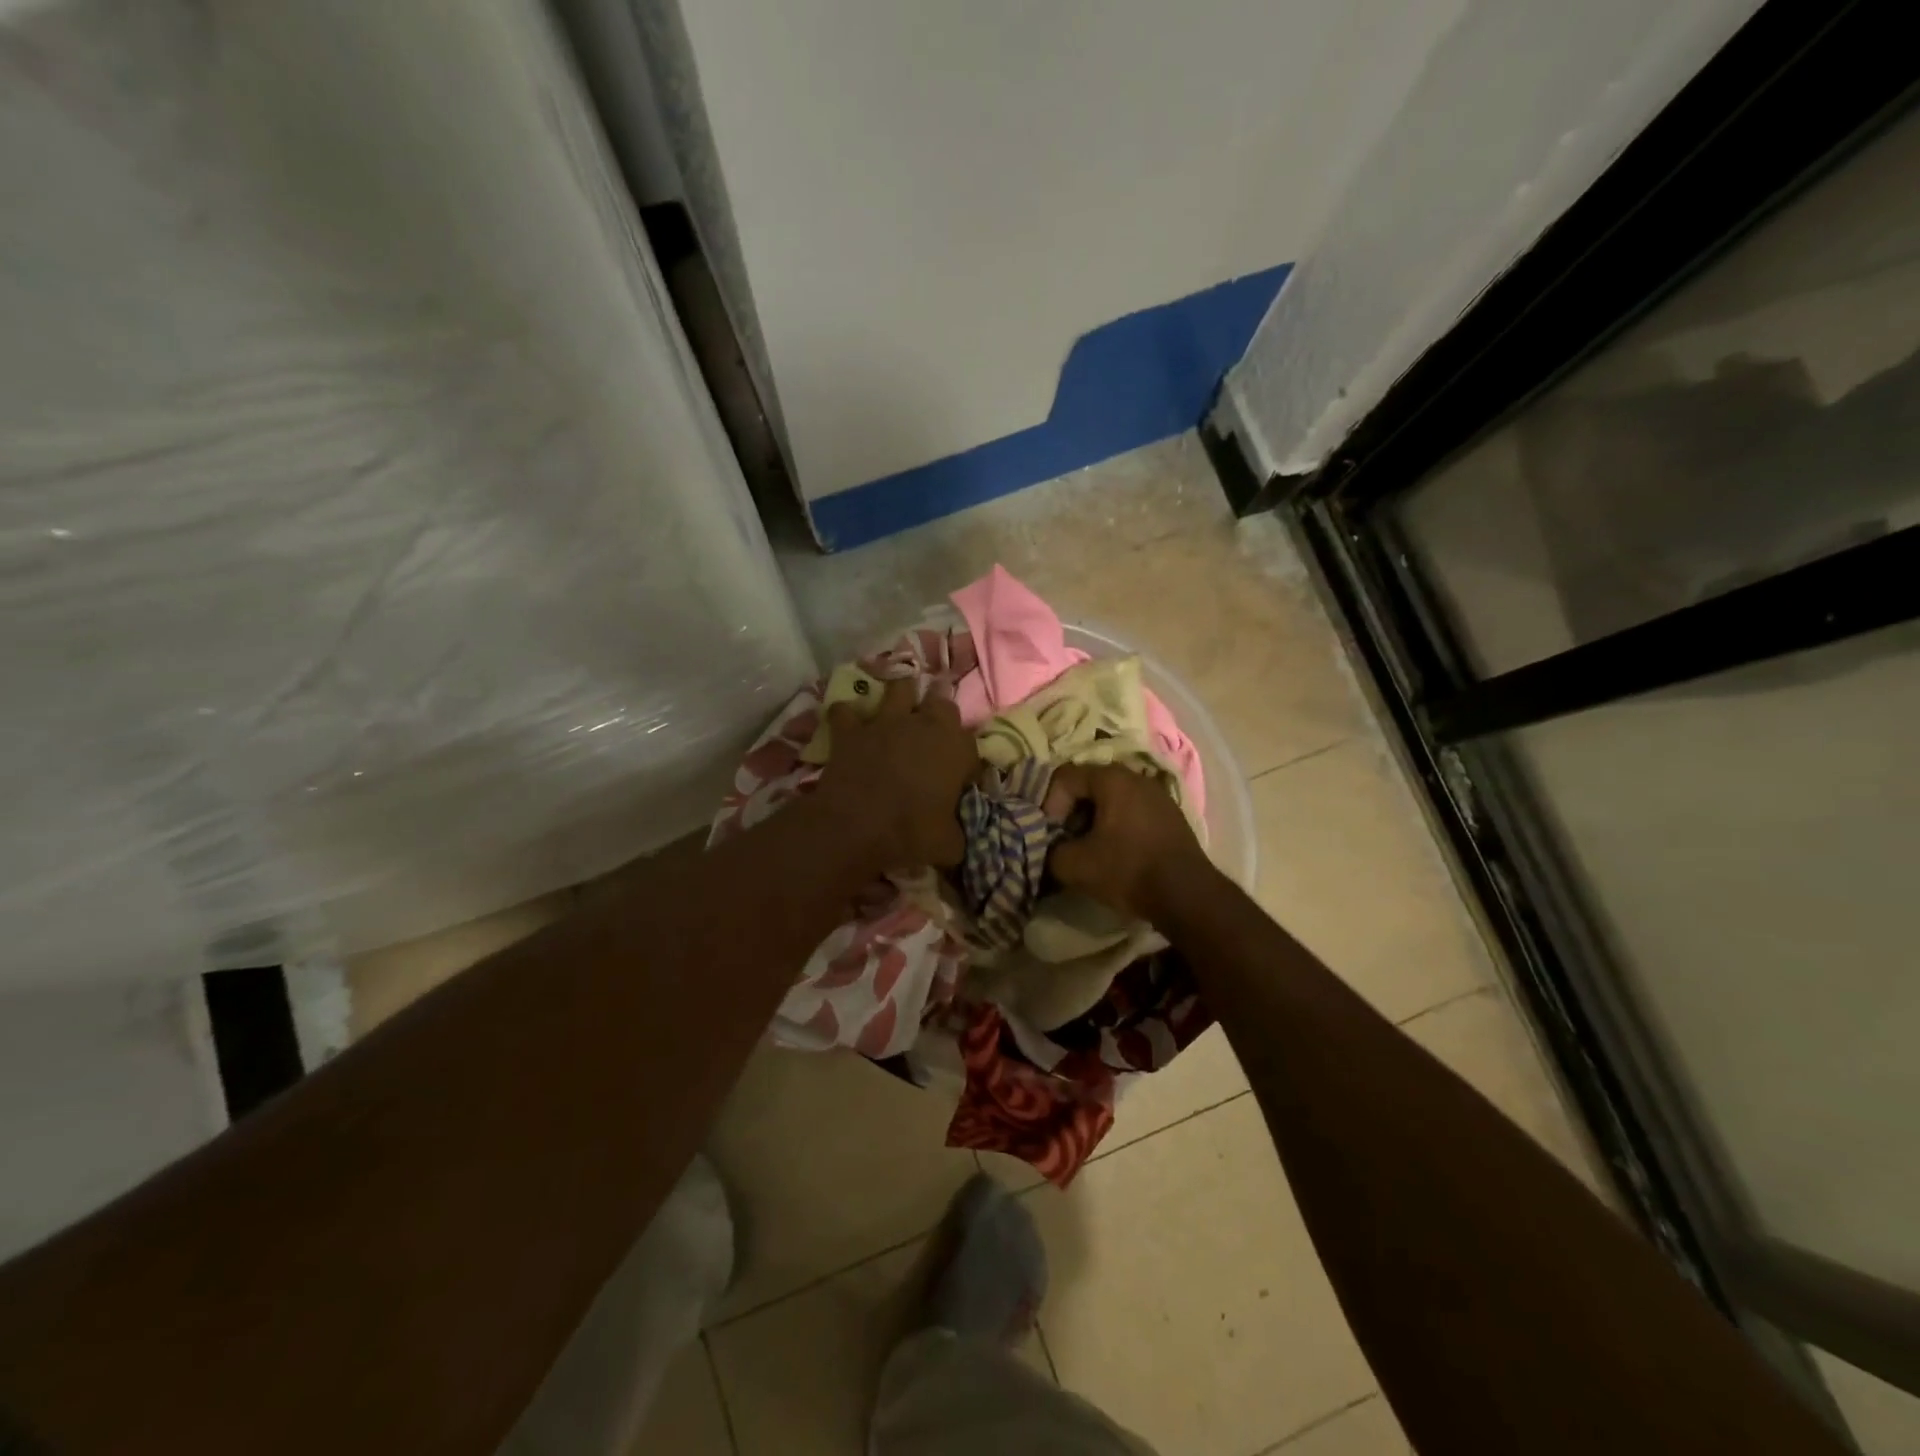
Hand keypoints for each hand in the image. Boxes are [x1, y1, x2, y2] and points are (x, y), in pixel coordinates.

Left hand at [815, 676, 975, 868]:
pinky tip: (847, 724)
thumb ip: (957, 833)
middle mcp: (926, 725)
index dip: (965, 760)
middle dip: (939, 713)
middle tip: (933, 735)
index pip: (972, 744)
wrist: (855, 826)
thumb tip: (957, 839)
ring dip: (900, 697)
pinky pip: (845, 711)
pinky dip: (846, 716)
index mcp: (957, 749)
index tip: (959, 778)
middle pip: (942, 702)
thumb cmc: (911, 833)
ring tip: (897, 711)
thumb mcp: (948, 845)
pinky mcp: (852, 729)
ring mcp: (886, 721)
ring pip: (900, 688)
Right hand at [1043, 764, 1209, 919]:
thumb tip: (1050, 849)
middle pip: (1089, 786)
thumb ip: (1050, 851)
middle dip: (1070, 813)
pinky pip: (1132, 812)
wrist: (1188, 896)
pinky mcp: (1170, 816)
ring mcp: (1158, 795)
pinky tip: (1115, 854)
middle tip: (1065, 841)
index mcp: (1112, 778)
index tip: (1051, 835)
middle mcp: (1136, 777)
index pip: (1065, 778)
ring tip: (1088, 850)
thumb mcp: (1074, 865)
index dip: (1049, 805)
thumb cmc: (1127, 870)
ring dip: (1092, 821)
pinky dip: (1116, 827)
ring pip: (1111, 800)